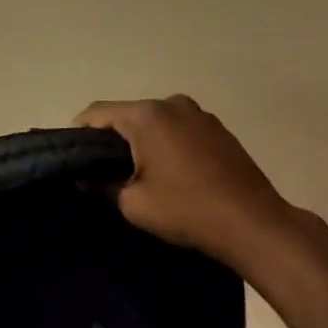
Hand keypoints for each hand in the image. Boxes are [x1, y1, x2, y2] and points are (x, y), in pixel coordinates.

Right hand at [74, 96, 298, 268]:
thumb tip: (84, 177)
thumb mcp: (133, 203)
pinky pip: (178, 128)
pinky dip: (166, 143)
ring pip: (154, 121)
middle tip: (101, 170)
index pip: (97, 112)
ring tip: (136, 173)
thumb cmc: (187, 210)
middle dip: (111, 138)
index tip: (73, 158)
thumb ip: (101, 184)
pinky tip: (169, 172)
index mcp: (146, 115)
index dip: (78, 133)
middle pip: (127, 114)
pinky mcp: (218, 129)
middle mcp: (172, 103)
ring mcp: (199, 114)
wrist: (254, 224)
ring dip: (141, 141)